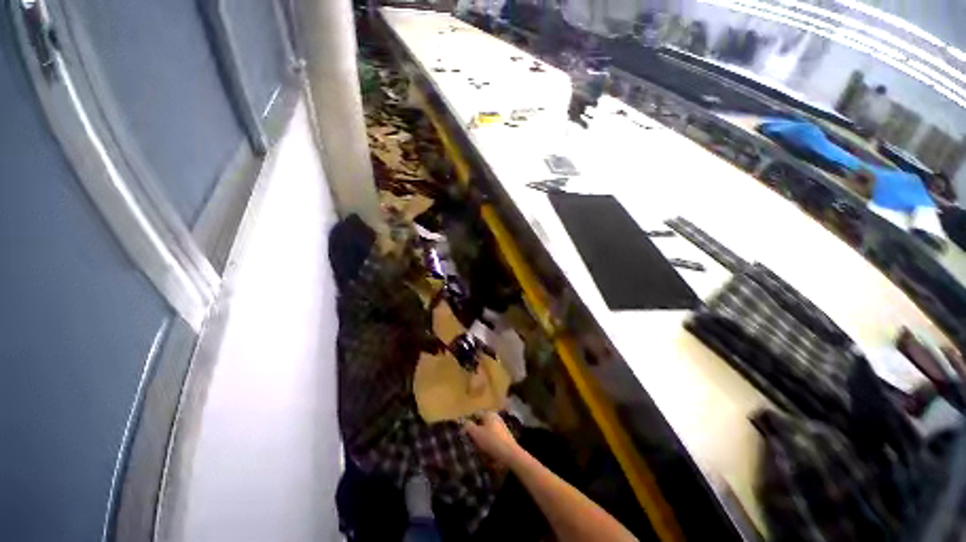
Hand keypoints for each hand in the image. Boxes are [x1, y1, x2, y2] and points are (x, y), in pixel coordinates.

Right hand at [462, 412, 522, 466]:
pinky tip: (485, 451)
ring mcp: (501, 427)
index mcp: (489, 414)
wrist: (510, 455)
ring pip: (487, 431)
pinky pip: (492, 438)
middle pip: (481, 422)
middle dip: (474, 430)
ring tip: (475, 447)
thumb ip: (468, 426)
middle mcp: (495, 417)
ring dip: (481, 437)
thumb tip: (462, 422)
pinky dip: (487, 442)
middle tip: (468, 440)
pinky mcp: (504, 437)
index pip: (475, 414)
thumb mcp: (476, 433)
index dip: (468, 422)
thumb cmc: (491, 441)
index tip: (462, 431)